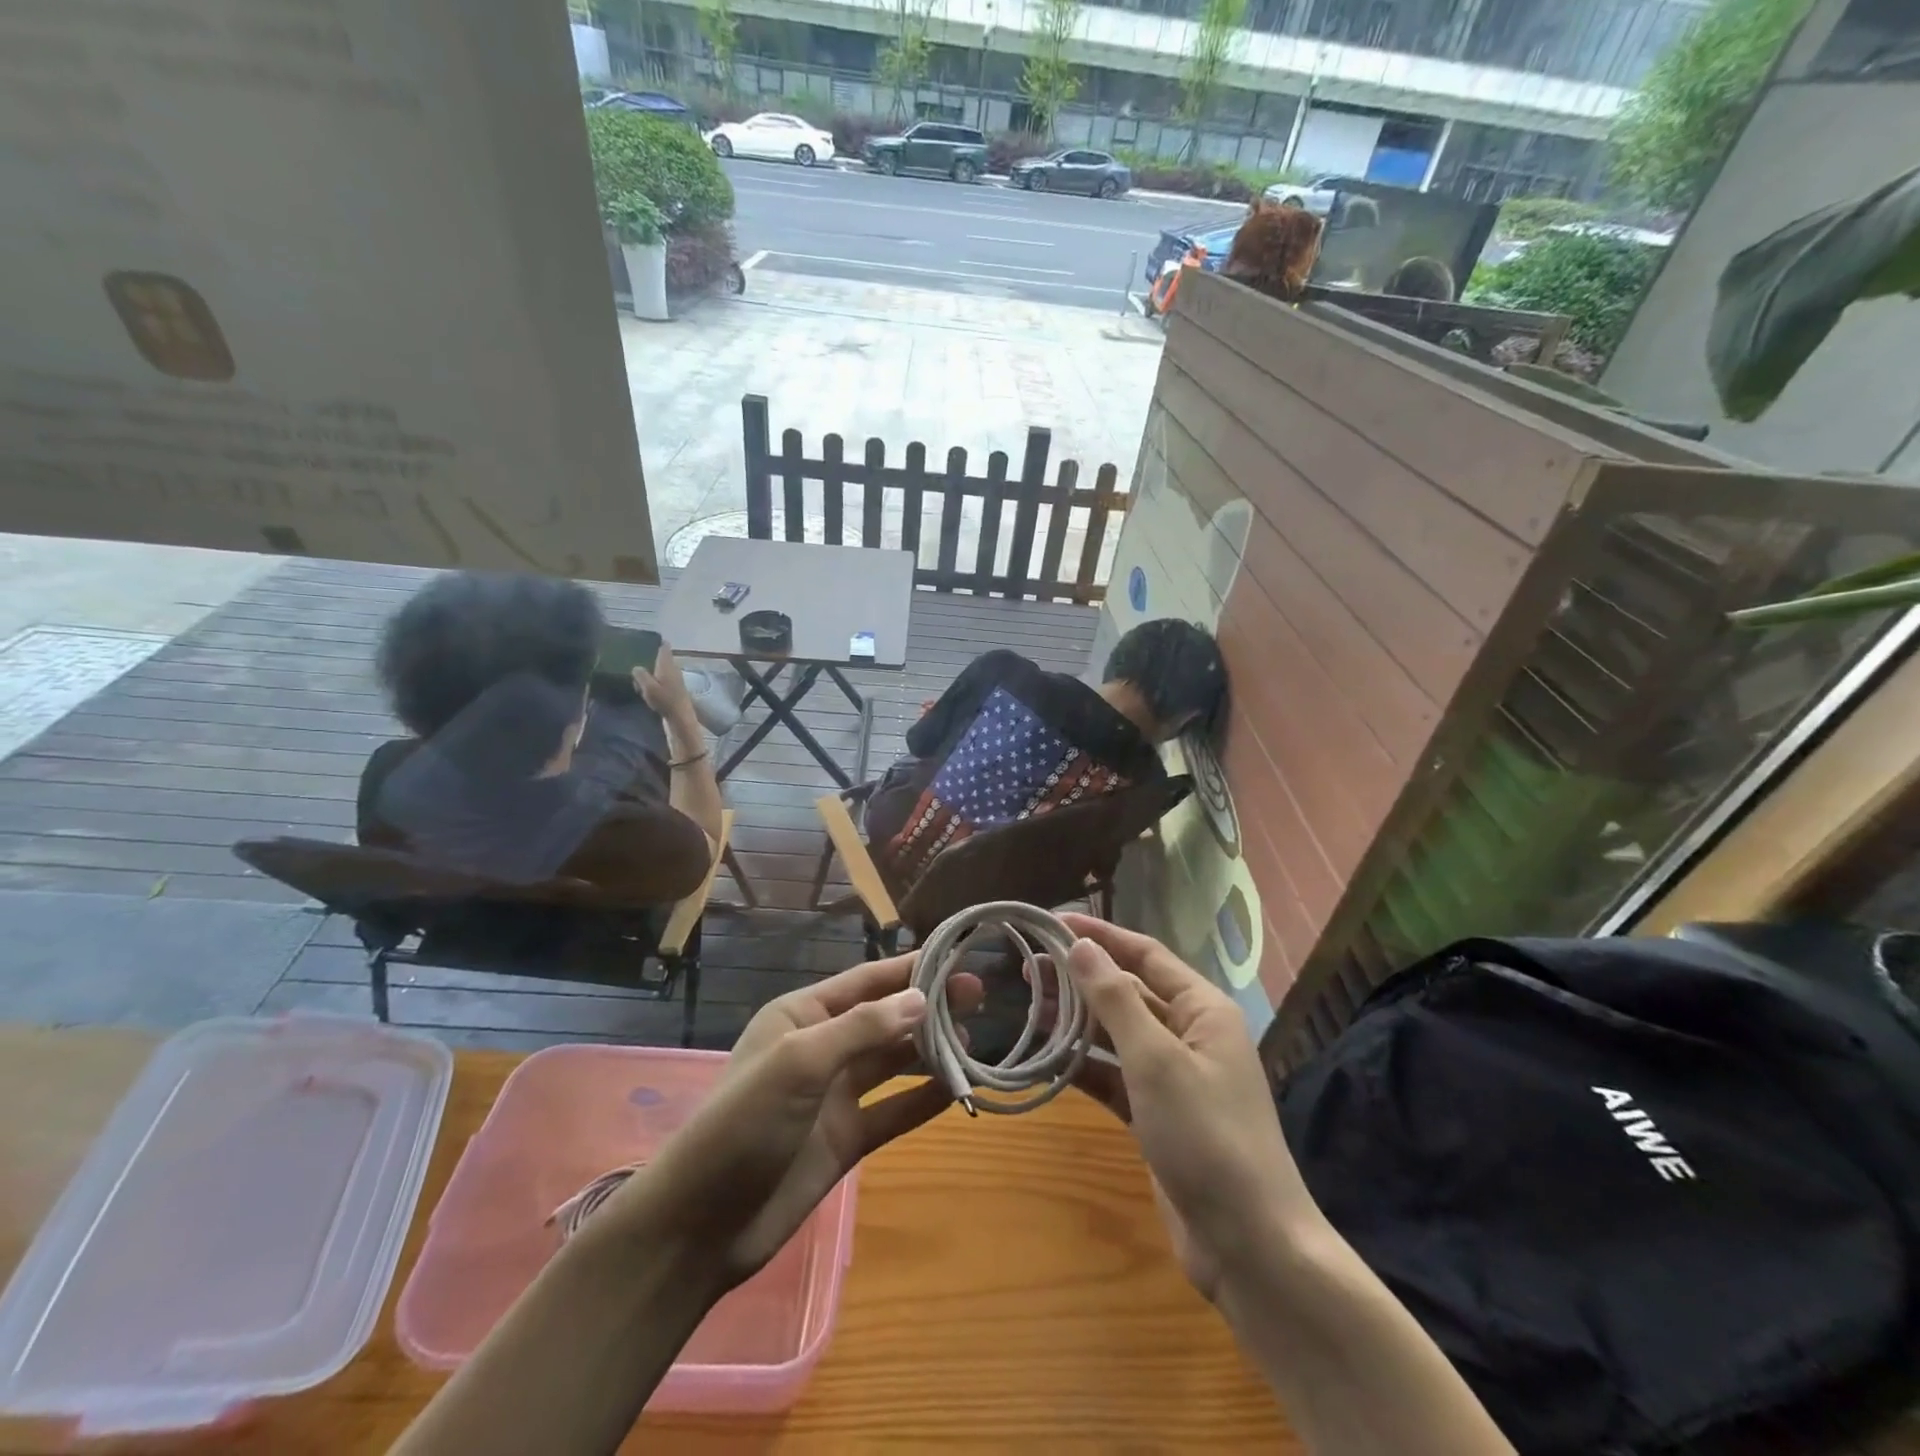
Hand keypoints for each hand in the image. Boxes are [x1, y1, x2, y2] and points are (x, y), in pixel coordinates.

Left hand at [626, 954, 983, 1288]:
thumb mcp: (799, 1062)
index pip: (867, 981)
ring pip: (894, 1062)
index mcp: (803, 1016)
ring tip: (977, 1039)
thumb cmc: (744, 1123)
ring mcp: (835, 1096)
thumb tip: (922, 999)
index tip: (955, 957)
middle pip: (886, 1018)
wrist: (701, 1224)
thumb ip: (862, 1029)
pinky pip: (894, 1110)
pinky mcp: (846, 1138)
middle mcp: (823, 1048)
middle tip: (979, 996)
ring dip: (931, 1050)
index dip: (910, 968)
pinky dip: (924, 1098)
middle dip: (929, 1006)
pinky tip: (959, 1089)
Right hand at [632, 645, 694, 724]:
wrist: (681, 719)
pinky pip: (662, 681)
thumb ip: (641, 675)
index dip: (657, 642)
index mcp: (667, 665)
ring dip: (651, 672)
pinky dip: (654, 682)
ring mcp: (675, 681)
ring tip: (636, 674)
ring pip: (661, 671)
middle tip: (636, 657)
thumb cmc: (665, 700)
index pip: (664, 647)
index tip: (646, 641)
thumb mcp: (648, 687)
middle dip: (650, 658)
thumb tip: (636, 667)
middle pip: (662, 659)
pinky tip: (644, 689)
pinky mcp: (674, 691)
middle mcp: (673, 670)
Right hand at [1057, 913, 1312, 1302]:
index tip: (1052, 923)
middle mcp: (1191, 1034)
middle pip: (1129, 991)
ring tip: (1030, 1006)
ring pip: (1118, 1034)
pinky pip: (1116, 1076)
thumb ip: (1115, 1000)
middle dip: (1082, 979)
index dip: (1100, 936)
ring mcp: (1175, 1077)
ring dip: (1078, 1021)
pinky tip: (1048, 1059)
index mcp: (1202, 1009)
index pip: (1145, 955)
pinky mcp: (1159, 1115)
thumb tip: (1081, 946)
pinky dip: (1085, 1067)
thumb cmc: (1207, 1136)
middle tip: (1027, 967)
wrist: (1250, 1246)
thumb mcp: (1155, 1060)